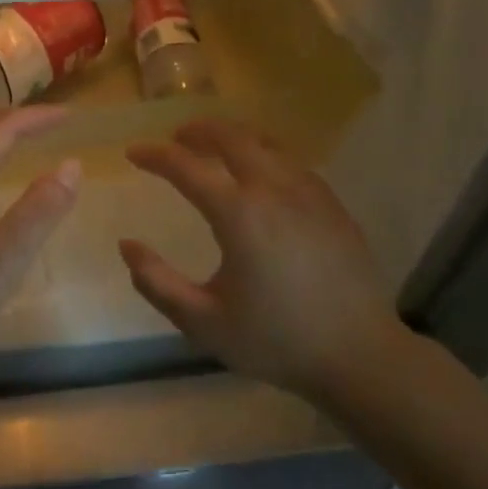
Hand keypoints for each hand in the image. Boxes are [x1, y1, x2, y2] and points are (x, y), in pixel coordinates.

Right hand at [120, 120, 409, 402]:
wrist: (360, 357)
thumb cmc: (275, 340)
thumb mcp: (202, 322)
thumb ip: (156, 282)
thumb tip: (127, 245)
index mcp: (239, 215)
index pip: (186, 167)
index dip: (155, 156)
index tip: (133, 153)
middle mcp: (274, 191)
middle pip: (232, 137)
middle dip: (197, 131)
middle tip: (175, 138)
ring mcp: (310, 194)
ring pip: (266, 144)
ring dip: (232, 138)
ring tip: (213, 148)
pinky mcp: (333, 206)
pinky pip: (291, 162)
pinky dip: (264, 155)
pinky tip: (259, 174)